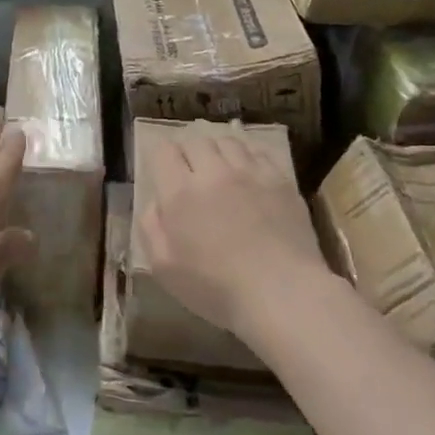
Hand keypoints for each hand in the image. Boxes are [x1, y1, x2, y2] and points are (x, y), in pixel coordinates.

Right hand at [138, 124, 333, 339]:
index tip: (163, 172)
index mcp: (180, 193)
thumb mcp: (163, 268)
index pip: (163, 151)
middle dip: (188, 152)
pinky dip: (247, 156)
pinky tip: (247, 174)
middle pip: (196, 141)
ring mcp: (251, 173)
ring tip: (219, 169)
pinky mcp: (281, 180)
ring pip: (228, 142)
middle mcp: (214, 173)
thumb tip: (156, 204)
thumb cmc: (216, 288)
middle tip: (190, 173)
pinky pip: (258, 152)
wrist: (282, 293)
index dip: (160, 157)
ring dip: (217, 151)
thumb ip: (151, 228)